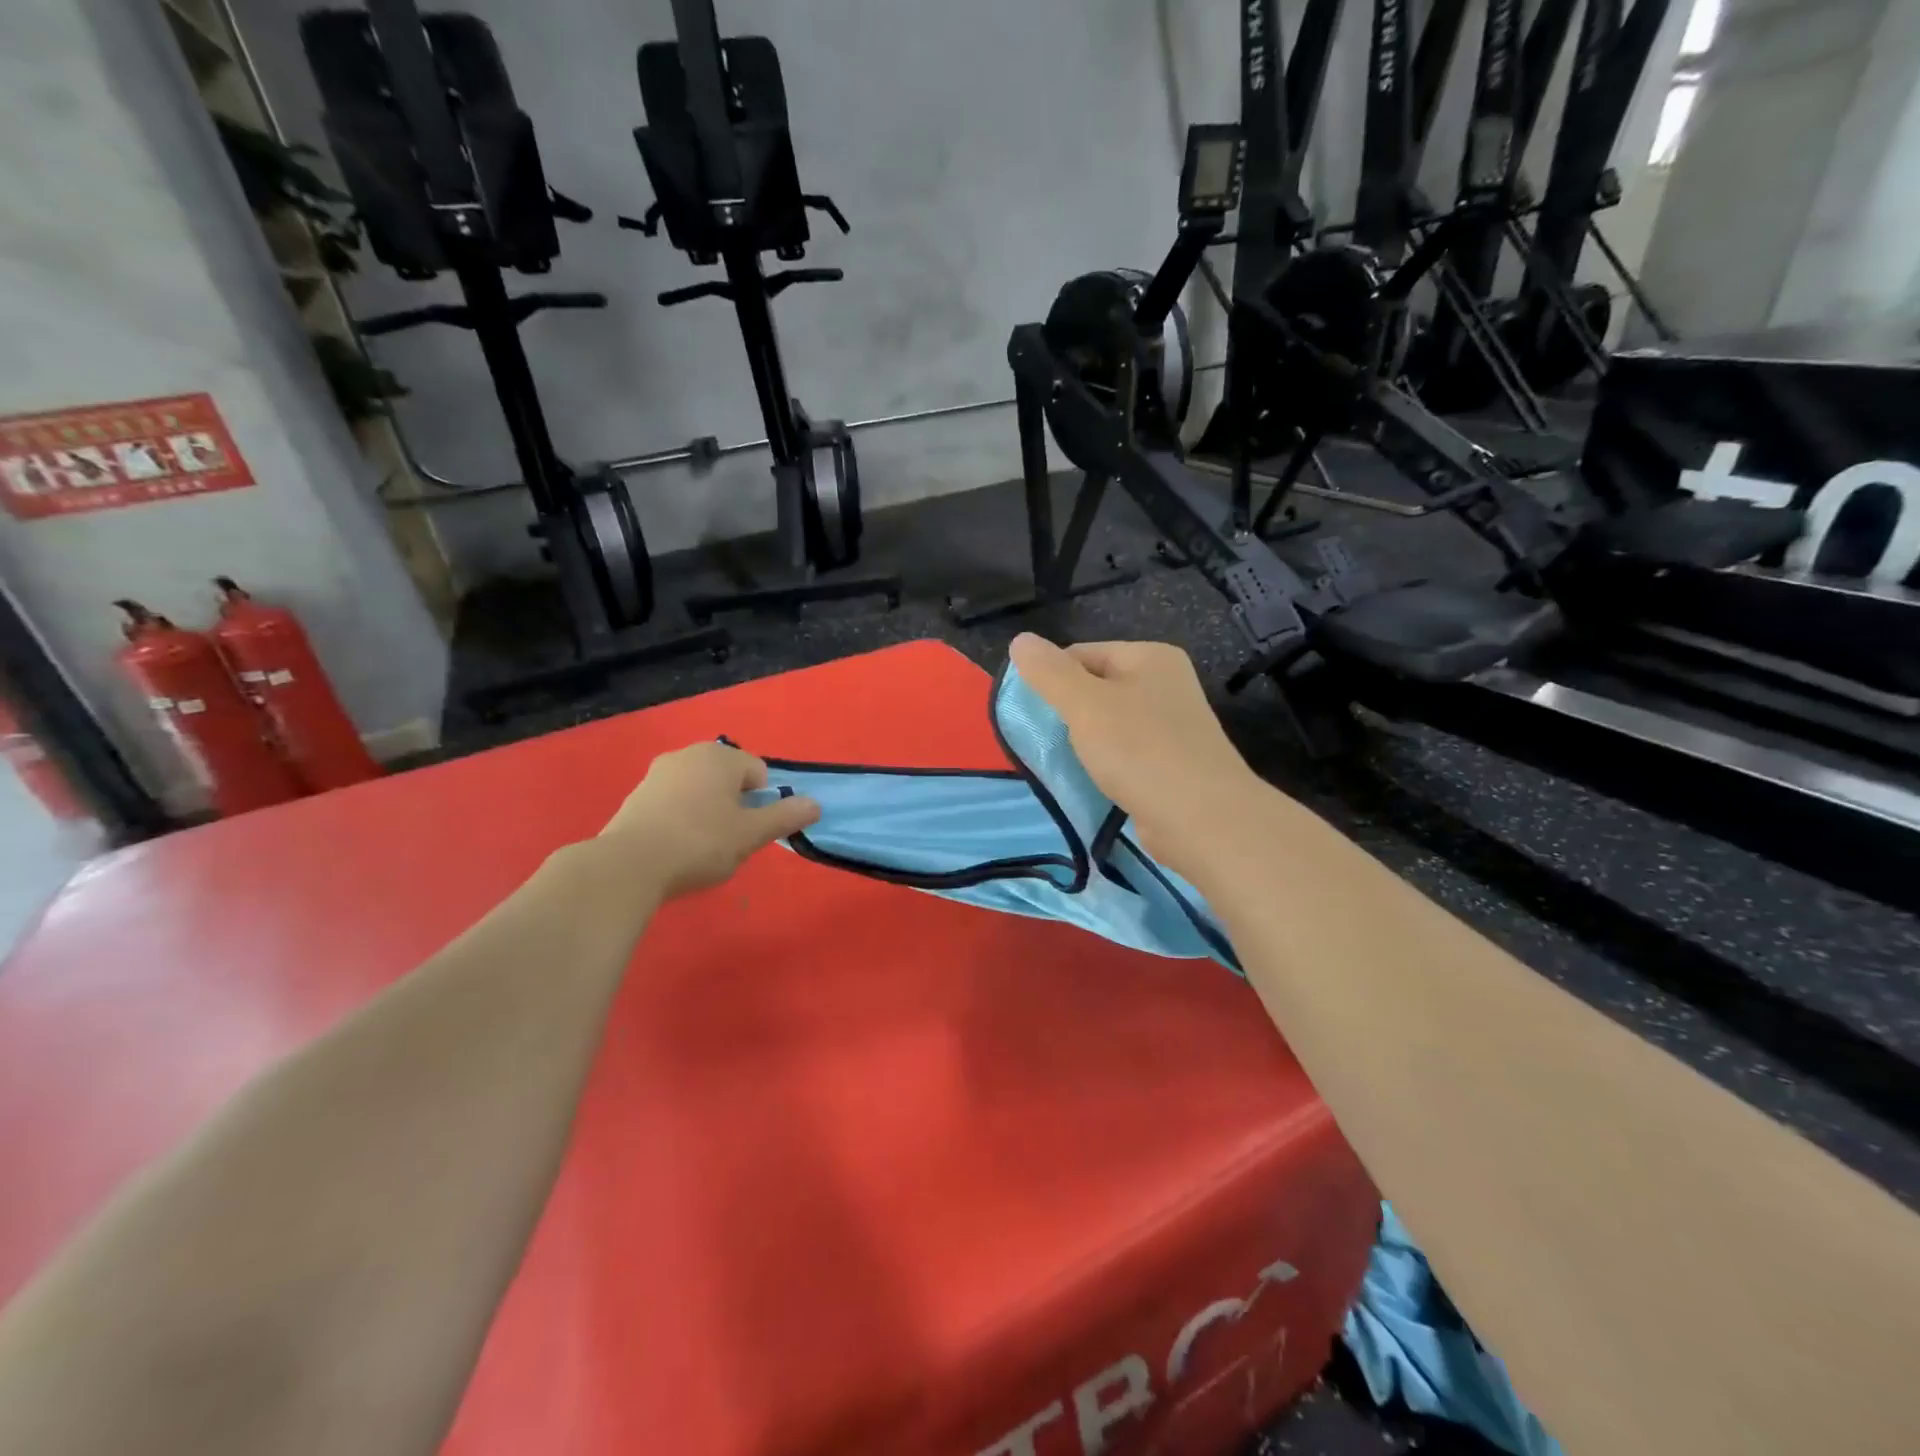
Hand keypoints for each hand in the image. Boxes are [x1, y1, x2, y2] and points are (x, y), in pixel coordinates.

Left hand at [597, 742, 819, 899]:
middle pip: (728, 779)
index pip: (758, 773)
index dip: (762, 803)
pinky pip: (673, 802)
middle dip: (734, 806)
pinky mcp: (636, 795)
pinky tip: (675, 847)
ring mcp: (658, 773)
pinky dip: (680, 819)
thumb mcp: (751, 834)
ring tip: (700, 848)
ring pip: (699, 790)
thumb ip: (786, 817)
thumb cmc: (700, 843)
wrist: (628, 865)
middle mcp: (688, 754)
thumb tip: (816, 804)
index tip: (750, 831)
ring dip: (707, 812)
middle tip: (729, 841)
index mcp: (720, 756)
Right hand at [1009, 635, 1268, 876]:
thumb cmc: (1140, 751)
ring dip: (1084, 741)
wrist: (1202, 819)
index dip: (1051, 680)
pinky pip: (1125, 752)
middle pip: (1095, 687)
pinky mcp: (1172, 761)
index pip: (1081, 653)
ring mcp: (1172, 724)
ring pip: (1109, 723)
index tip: (1032, 715)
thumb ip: (1049, 672)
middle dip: (1067, 713)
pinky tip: (1092, 780)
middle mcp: (1165, 683)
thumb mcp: (1084, 705)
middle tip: (1045, 741)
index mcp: (1149, 656)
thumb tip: (1019, 640)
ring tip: (1066, 763)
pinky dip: (1105, 763)